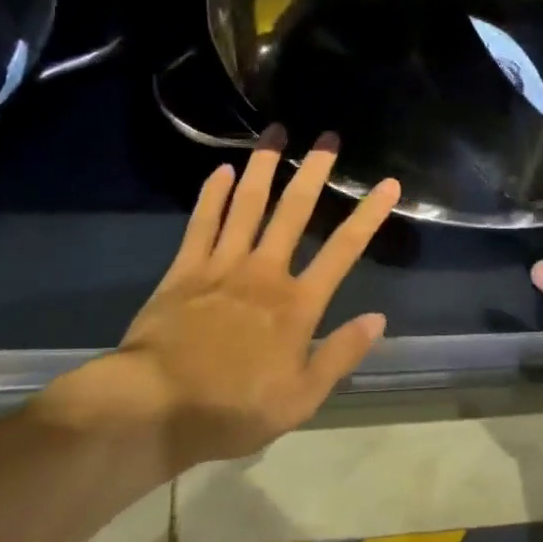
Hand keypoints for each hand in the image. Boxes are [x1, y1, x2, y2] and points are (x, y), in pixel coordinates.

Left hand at [33, 131, 399, 472]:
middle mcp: (264, 272)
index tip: (386, 184)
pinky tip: (223, 170)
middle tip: (327, 137)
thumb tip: (378, 318)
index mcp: (296, 305)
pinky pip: (202, 222)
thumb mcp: (301, 398)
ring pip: (248, 205)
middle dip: (313, 171)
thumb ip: (340, 355)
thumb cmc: (233, 408)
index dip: (367, 215)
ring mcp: (222, 265)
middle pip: (294, 212)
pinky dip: (214, 194)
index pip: (342, 251)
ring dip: (264, 167)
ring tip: (276, 133)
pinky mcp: (185, 269)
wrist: (156, 406)